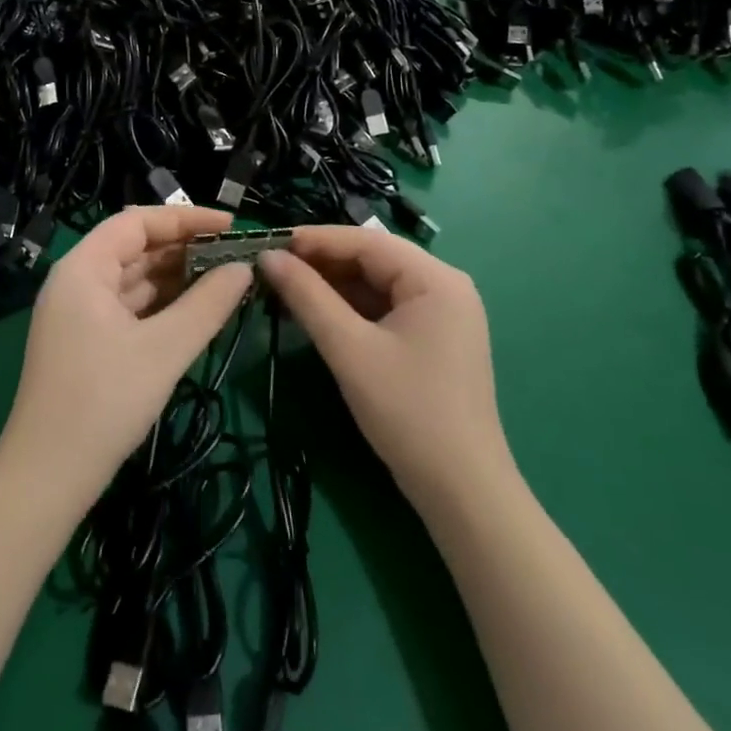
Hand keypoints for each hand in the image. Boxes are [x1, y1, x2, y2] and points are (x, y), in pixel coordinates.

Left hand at [0, 205, 253, 506]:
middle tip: (235, 256)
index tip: (232, 226)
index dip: (186, 218)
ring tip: (226, 280)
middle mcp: (77, 281)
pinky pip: (129, 308)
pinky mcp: (86, 342)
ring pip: (134, 280)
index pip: (137, 222)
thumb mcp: (164, 350)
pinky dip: (162, 305)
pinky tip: (196, 311)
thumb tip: (244, 269)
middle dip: (185, 249)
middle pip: (135, 248)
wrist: (47, 476)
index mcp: (83, 268)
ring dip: (177, 278)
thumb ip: (208, 304)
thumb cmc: (104, 401)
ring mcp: (79, 313)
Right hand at [260, 226, 509, 511]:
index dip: (316, 240)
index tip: (271, 244)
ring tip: (286, 288)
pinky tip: (316, 313)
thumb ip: (307, 296)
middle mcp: (445, 286)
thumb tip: (268, 256)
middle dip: (323, 262)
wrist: (462, 490)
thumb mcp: (349, 349)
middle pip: (373, 259)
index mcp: (436, 279)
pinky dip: (350, 308)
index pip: (367, 241)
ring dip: (333, 285)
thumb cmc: (407, 411)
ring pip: (377, 284)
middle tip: (273, 268)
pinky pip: (385, 308)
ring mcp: (442, 314)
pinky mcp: (434, 339)